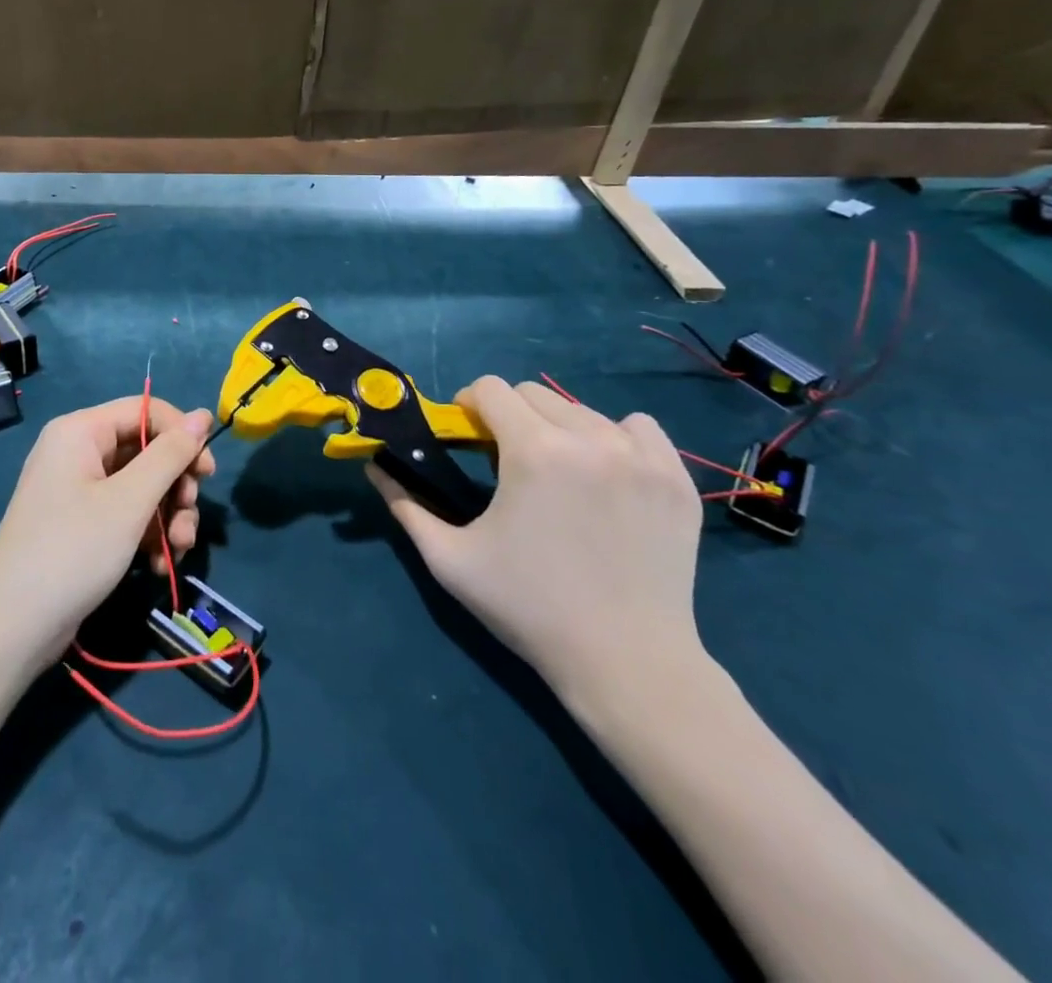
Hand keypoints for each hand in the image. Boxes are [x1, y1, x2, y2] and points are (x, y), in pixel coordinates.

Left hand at [0, 396, 213, 673]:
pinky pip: (126, 514)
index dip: (181, 435)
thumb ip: (170, 455)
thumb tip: (203, 414)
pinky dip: (147, 535)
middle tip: (188, 517)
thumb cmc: (73, 550)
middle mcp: (78, 452)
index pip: (145, 410)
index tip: (208, 472)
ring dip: (167, 516)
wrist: (13, 627)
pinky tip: (159, 566)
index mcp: (81, 431)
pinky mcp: (82, 524)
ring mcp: (78, 490)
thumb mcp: (129, 501)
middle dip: (175, 486)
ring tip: (178, 549)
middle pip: (146, 450)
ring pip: (141, 486)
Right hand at [367, 377, 704, 703]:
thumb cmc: (528, 608)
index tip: (468, 436)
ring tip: (556, 474)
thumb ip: (405, 505)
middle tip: (505, 459)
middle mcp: (590, 439)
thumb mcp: (450, 560)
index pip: (491, 388)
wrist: (627, 663)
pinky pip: (639, 428)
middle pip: (533, 394)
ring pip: (582, 410)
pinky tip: (606, 474)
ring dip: (557, 428)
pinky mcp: (676, 479)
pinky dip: (616, 438)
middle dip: (509, 415)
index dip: (469, 405)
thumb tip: (375, 466)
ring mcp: (641, 457)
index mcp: (534, 450)